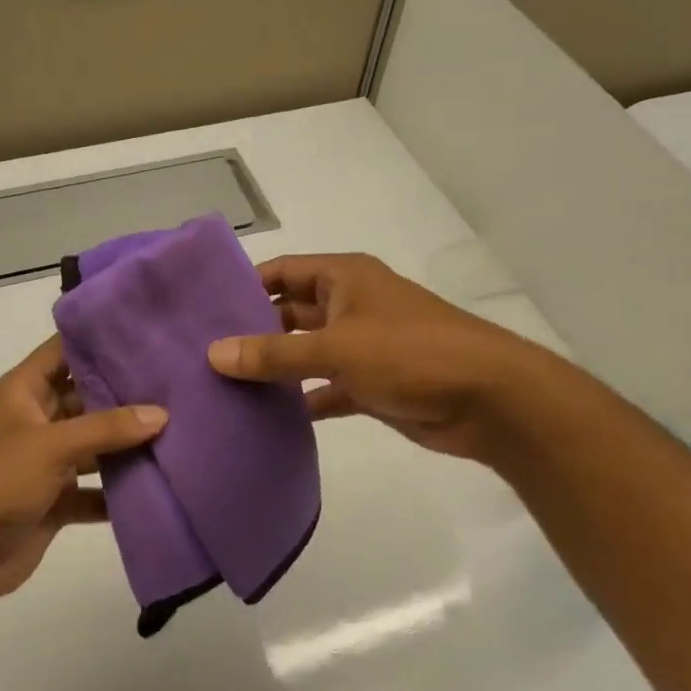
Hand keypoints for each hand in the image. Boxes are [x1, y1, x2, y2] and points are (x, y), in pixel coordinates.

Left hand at [0, 336, 166, 618]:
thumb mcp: (50, 445)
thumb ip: (107, 428)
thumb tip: (161, 413)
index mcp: (24, 392)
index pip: (64, 351)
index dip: (100, 340)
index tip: (148, 332)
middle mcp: (37, 420)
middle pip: (88, 399)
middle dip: (128, 395)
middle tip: (180, 384)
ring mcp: (47, 462)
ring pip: (96, 446)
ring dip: (130, 445)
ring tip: (183, 430)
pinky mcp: (55, 501)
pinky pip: (96, 490)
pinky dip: (120, 491)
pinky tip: (162, 484)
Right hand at [207, 253, 541, 465]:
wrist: (488, 399)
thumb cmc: (411, 354)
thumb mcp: (336, 348)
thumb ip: (274, 353)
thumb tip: (213, 353)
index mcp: (344, 278)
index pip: (282, 271)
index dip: (245, 285)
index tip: (202, 308)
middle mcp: (349, 306)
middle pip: (289, 313)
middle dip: (252, 332)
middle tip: (202, 355)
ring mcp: (361, 348)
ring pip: (305, 354)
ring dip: (274, 370)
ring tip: (222, 387)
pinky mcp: (371, 386)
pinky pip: (325, 390)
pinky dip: (302, 401)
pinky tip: (266, 418)